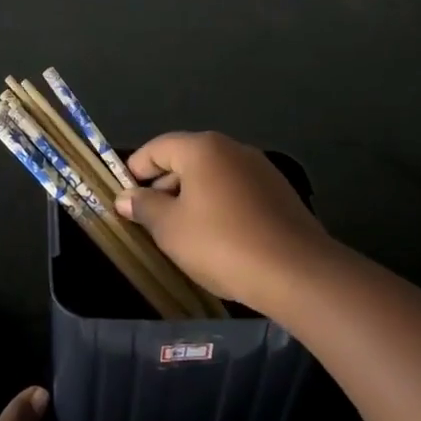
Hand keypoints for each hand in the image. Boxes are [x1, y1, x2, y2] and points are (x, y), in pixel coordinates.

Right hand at [118, 131, 334, 314]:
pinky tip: (216, 238)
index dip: (135, 170)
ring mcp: (260, 170)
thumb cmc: (222, 244)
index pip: (157, 148)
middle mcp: (233, 149)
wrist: (297, 273)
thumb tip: (125, 197)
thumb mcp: (170, 229)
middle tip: (148, 219)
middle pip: (186, 159)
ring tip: (180, 232)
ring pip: (213, 177)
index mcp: (202, 148)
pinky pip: (236, 192)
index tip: (123, 196)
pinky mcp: (279, 193)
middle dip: (163, 186)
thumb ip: (144, 208)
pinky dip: (218, 206)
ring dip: (191, 198)